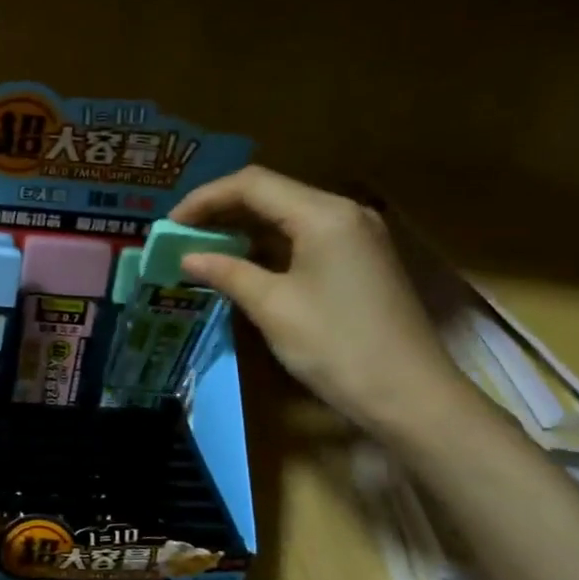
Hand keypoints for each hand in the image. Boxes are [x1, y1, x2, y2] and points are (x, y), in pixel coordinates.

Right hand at [170, 167, 472, 439]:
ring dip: (244, 229)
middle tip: (180, 235)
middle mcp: (343, 213)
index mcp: (323, 214)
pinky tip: (243, 264)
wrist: (409, 395)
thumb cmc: (336, 346)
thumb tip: (187, 257)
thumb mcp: (273, 307)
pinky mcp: (360, 260)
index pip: (252, 184)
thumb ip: (228, 272)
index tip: (169, 224)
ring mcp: (356, 236)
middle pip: (271, 194)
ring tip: (202, 248)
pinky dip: (269, 247)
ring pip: (288, 216)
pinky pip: (305, 238)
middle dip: (221, 210)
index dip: (205, 198)